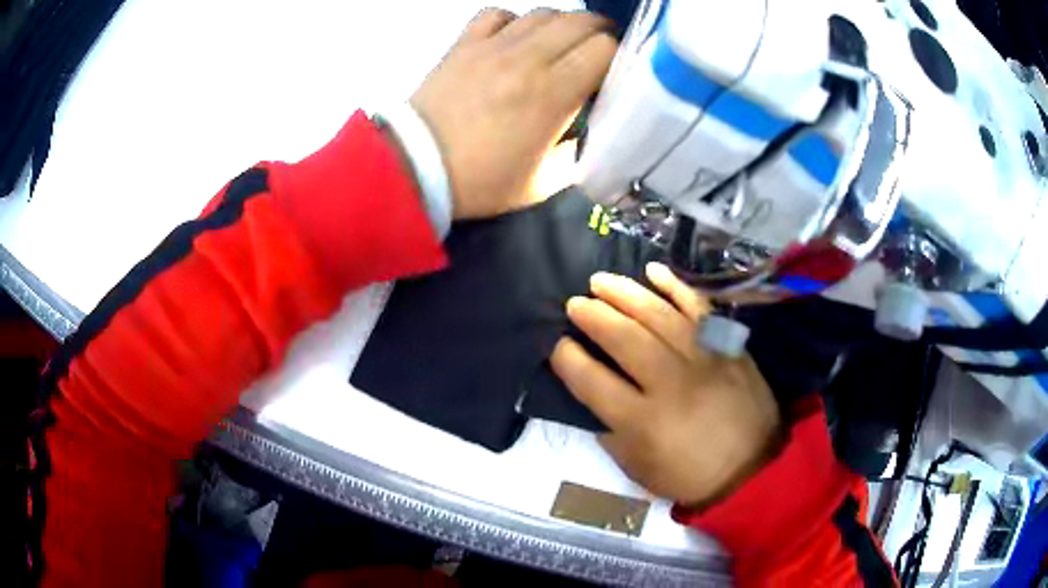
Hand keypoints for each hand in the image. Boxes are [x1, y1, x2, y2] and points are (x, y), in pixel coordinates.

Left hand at [411, 8, 615, 218]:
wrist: (415, 168)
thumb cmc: (481, 181)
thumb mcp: (543, 183)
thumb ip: (577, 153)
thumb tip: (589, 130)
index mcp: (552, 93)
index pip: (604, 48)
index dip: (618, 56)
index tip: (614, 73)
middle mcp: (527, 58)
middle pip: (580, 22)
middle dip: (599, 32)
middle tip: (598, 51)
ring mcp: (492, 45)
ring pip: (543, 13)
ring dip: (562, 24)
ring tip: (562, 42)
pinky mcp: (463, 44)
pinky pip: (496, 13)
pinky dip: (514, 20)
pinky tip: (514, 36)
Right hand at [551, 263, 782, 507]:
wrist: (753, 467)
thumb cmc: (691, 474)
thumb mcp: (639, 469)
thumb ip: (611, 432)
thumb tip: (592, 395)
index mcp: (643, 422)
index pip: (593, 381)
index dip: (568, 359)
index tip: (558, 345)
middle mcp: (671, 384)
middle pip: (625, 338)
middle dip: (593, 316)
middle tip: (575, 304)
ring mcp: (704, 359)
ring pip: (659, 315)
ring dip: (625, 293)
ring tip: (601, 281)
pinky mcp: (728, 345)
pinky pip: (699, 307)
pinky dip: (676, 286)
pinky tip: (653, 271)